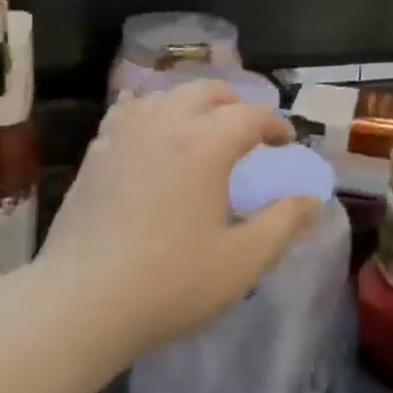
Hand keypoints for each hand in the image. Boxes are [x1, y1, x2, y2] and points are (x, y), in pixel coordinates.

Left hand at [39, 79, 321, 357]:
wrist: (82, 301)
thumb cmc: (170, 282)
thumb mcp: (242, 260)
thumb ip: (283, 223)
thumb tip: (310, 199)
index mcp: (205, 144)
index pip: (250, 115)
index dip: (275, 125)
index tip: (286, 143)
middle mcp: (165, 124)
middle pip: (207, 91)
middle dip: (236, 104)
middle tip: (248, 133)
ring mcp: (124, 133)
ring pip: (166, 95)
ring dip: (194, 104)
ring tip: (204, 130)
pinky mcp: (96, 151)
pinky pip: (128, 112)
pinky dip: (150, 112)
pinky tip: (151, 130)